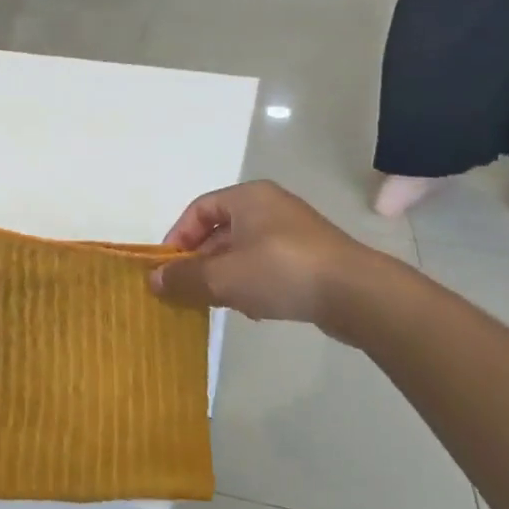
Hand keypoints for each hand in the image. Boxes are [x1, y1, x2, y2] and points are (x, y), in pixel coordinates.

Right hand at [149, 181, 393, 341]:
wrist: (356, 293)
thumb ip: (185, 277)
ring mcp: (293, 233)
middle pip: (220, 231)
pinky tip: (251, 310)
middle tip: (186, 291)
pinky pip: (267, 267)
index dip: (177, 238)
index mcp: (248, 197)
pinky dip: (251, 284)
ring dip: (224, 277)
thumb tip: (153, 280)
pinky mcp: (309, 259)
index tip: (167, 269)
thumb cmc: (281, 271)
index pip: (198, 210)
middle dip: (200, 262)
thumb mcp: (223, 276)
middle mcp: (269, 207)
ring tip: (216, 303)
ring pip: (243, 252)